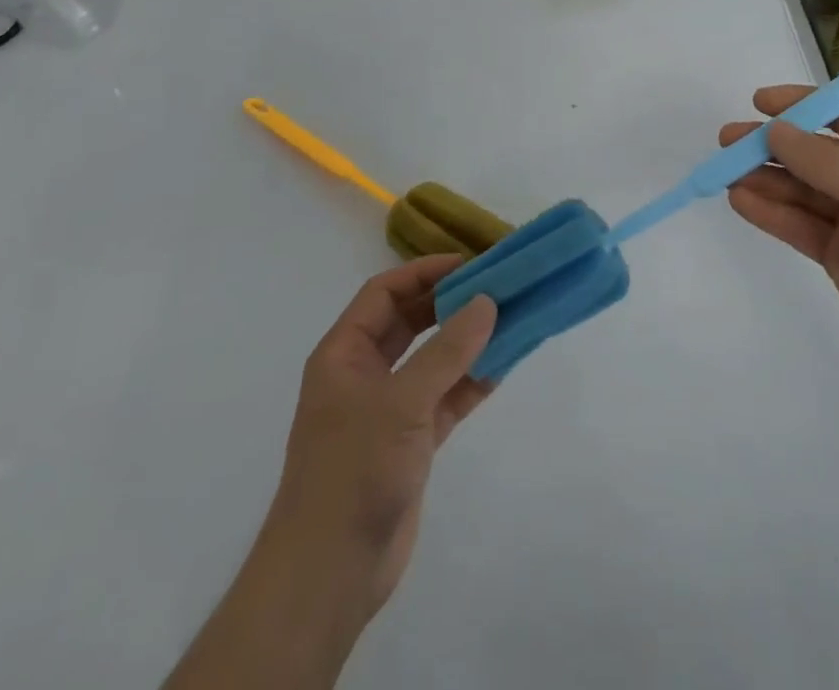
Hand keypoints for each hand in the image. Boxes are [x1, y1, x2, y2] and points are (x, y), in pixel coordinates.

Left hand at [263, 256, 497, 619]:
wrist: (329, 575)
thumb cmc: (353, 471)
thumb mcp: (401, 403)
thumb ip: (447, 352)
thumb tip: (488, 301)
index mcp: (344, 353)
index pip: (384, 293)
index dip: (424, 273)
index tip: (469, 264)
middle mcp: (364, 374)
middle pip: (410, 322)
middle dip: (449, 304)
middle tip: (495, 287)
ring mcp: (388, 409)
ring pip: (432, 360)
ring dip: (466, 342)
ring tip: (509, 320)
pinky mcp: (410, 442)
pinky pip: (445, 398)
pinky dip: (471, 382)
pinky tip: (503, 366)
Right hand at [721, 87, 838, 392]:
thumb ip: (820, 160)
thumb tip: (775, 129)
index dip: (801, 103)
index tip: (759, 101)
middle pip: (812, 152)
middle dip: (770, 144)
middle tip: (726, 140)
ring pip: (800, 189)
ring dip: (763, 179)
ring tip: (722, 172)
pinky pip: (799, 225)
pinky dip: (770, 212)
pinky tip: (740, 201)